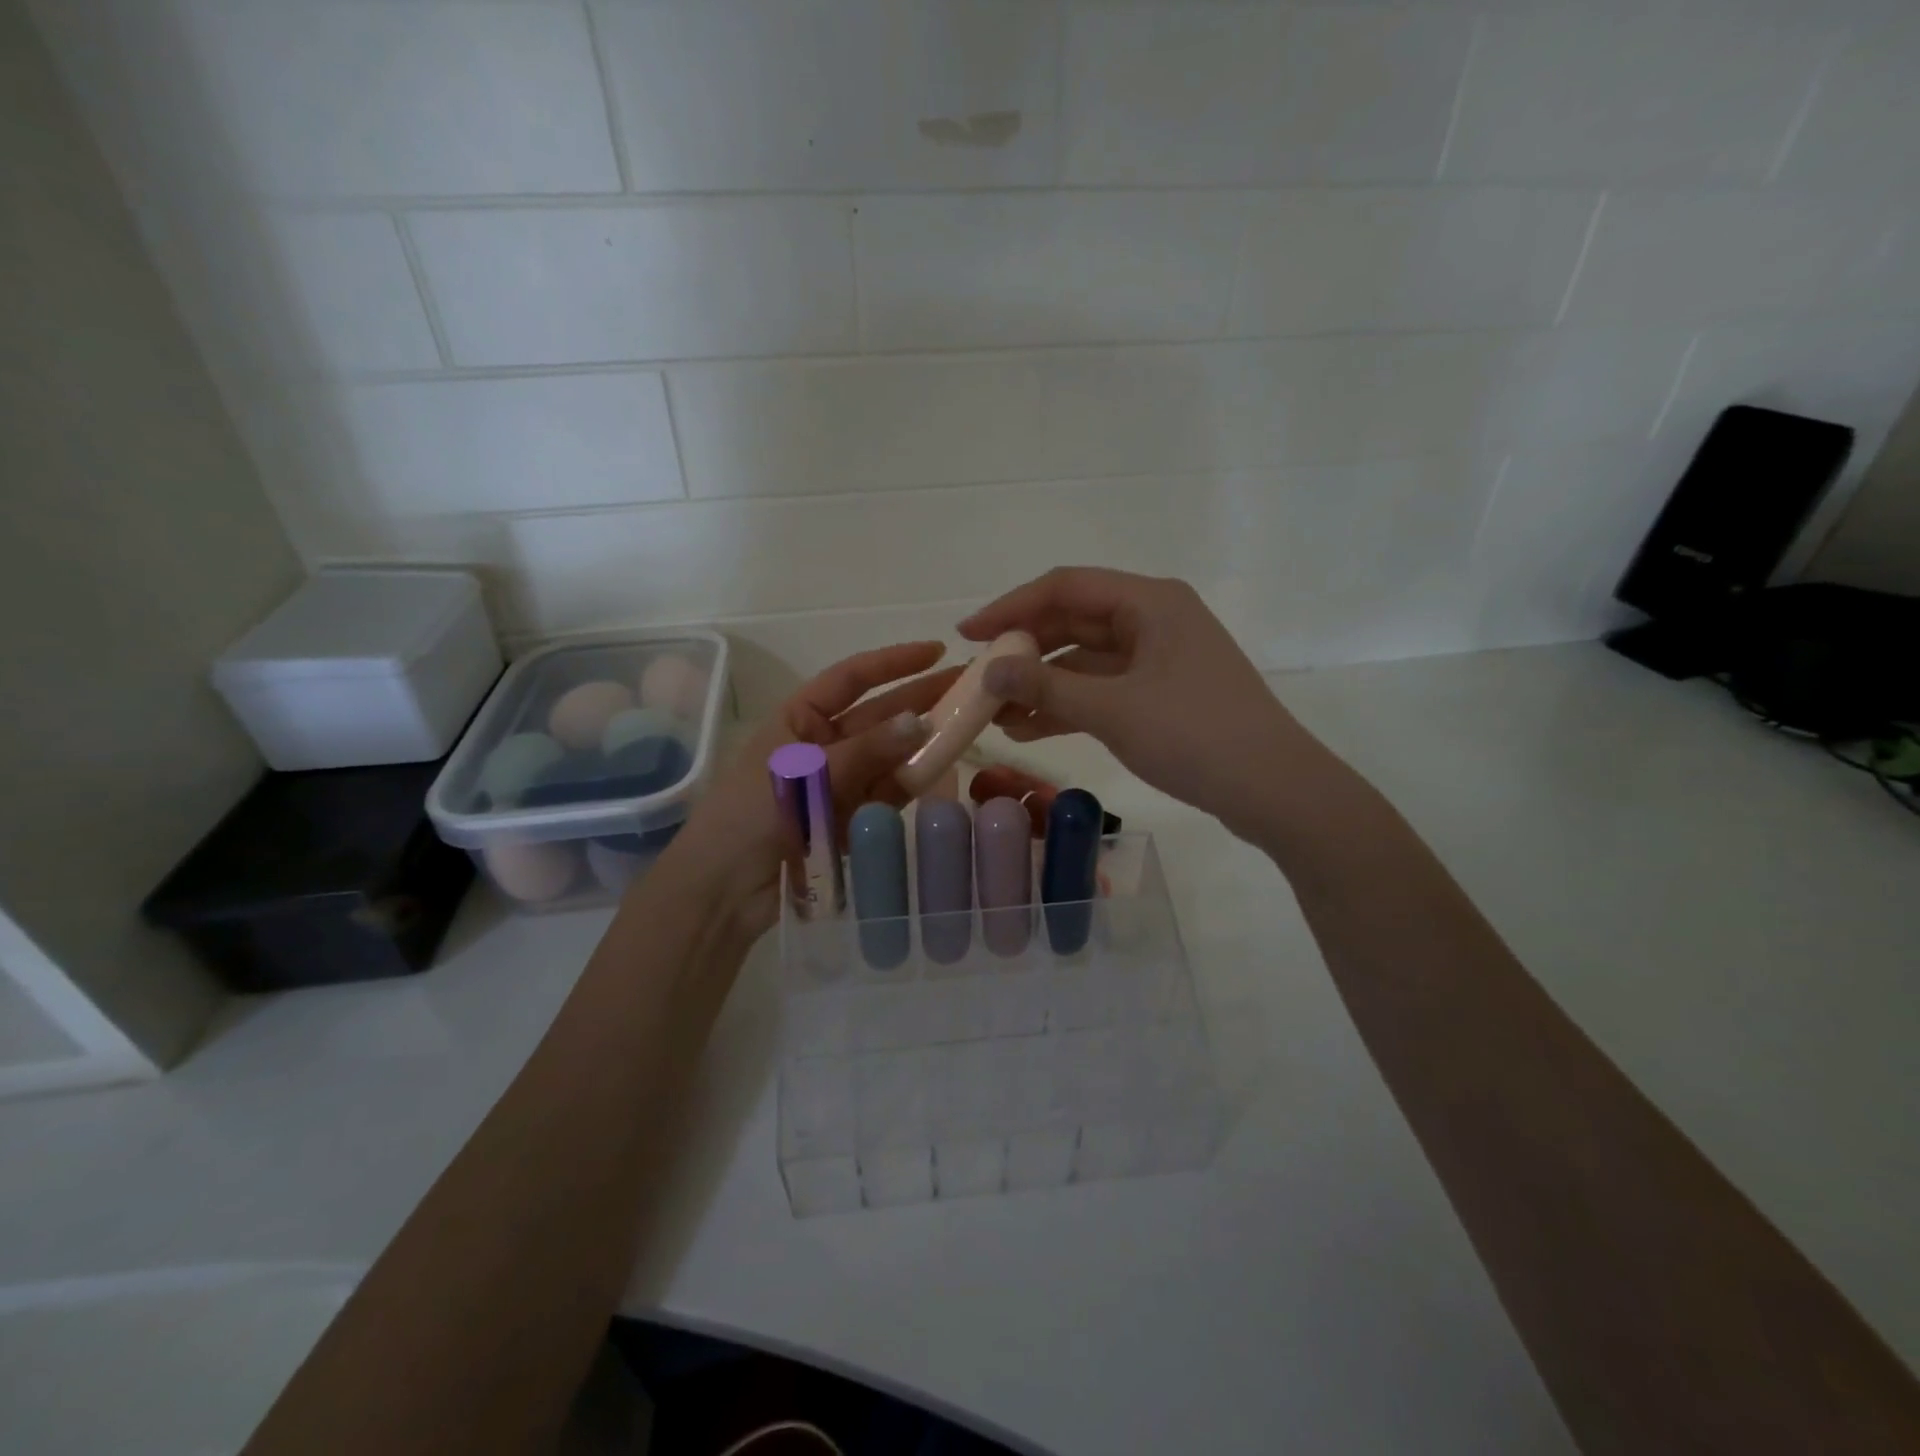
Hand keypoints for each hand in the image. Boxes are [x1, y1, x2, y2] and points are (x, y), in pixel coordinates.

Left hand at [658, 643, 958, 938]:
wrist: (724, 890)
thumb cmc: (750, 815)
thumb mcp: (806, 773)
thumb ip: (865, 750)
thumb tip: (920, 723)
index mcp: (799, 719)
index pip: (852, 678)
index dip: (894, 662)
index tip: (937, 651)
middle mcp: (823, 745)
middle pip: (879, 715)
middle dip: (920, 700)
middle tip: (969, 689)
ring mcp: (839, 783)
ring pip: (889, 756)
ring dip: (923, 743)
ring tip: (967, 729)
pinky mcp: (851, 819)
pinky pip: (888, 794)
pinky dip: (913, 785)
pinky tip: (942, 772)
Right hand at [960, 568, 1309, 837]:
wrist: (1274, 790)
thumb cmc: (1194, 735)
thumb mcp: (1112, 710)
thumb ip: (1046, 686)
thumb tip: (988, 669)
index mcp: (1149, 602)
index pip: (1064, 587)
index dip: (1010, 608)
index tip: (968, 635)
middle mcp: (1154, 619)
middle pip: (1074, 621)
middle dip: (1024, 650)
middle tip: (979, 678)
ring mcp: (1160, 658)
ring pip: (1086, 660)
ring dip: (1042, 683)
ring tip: (996, 712)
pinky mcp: (1163, 694)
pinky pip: (1103, 688)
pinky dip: (1069, 705)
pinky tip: (1029, 728)